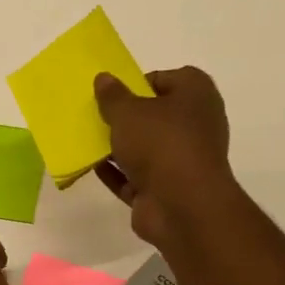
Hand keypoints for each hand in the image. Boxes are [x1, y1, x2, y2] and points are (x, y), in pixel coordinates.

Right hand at [94, 66, 238, 250]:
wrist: (182, 205)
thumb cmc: (161, 144)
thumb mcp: (128, 112)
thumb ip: (112, 96)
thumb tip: (104, 78)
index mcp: (196, 95)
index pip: (167, 79)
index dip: (139, 83)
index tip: (114, 94)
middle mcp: (195, 125)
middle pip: (155, 116)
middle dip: (126, 118)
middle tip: (97, 116)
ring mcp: (183, 160)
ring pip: (146, 148)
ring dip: (120, 147)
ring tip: (88, 141)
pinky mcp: (168, 189)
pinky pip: (137, 176)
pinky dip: (118, 173)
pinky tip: (93, 167)